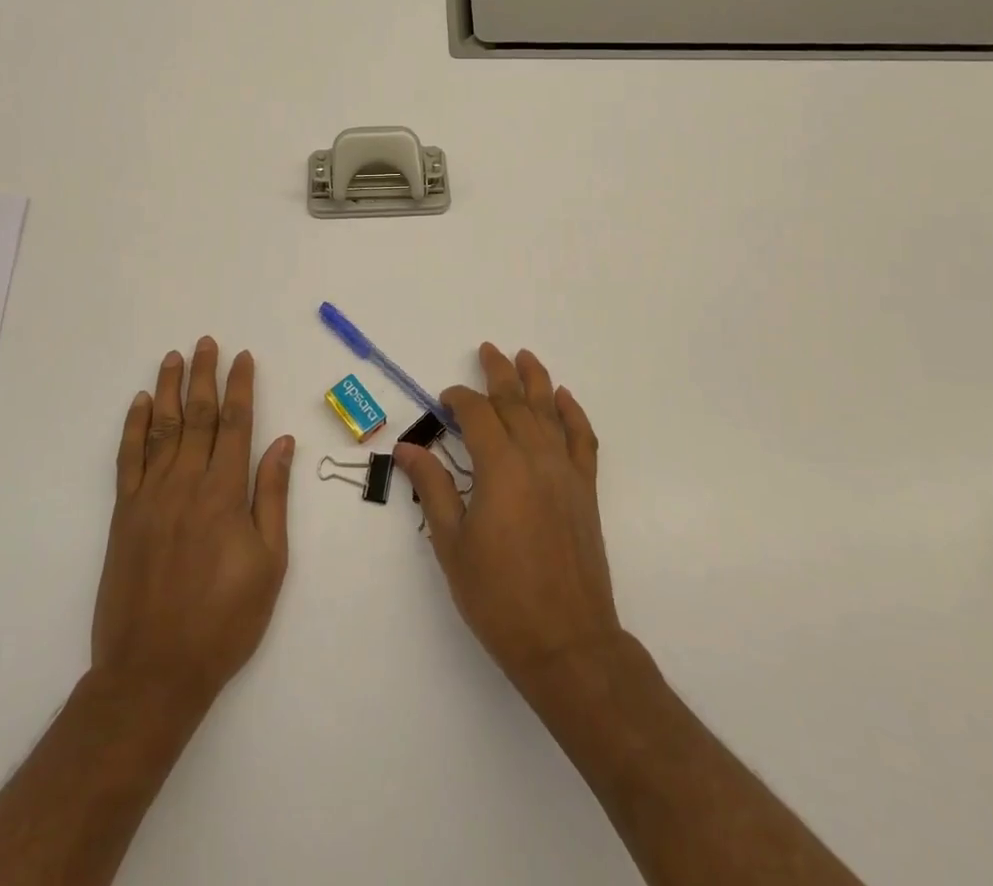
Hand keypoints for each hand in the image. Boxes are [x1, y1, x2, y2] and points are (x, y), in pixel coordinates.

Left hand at [90, 338, 294, 710]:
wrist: (153, 671)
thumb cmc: (224, 620)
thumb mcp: (269, 563)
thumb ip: (272, 497)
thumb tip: (283, 443)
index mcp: (224, 493)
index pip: (235, 424)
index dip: (240, 387)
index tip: (243, 357)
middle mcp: (186, 483)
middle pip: (196, 415)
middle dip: (203, 375)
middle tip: (206, 342)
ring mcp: (150, 496)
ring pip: (161, 428)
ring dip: (168, 388)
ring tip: (174, 357)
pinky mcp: (123, 515)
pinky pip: (128, 459)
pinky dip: (133, 427)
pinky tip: (139, 403)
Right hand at [394, 343, 620, 693]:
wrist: (567, 642)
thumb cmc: (499, 597)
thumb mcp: (452, 543)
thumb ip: (432, 488)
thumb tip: (407, 448)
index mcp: (500, 468)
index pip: (478, 414)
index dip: (460, 399)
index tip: (444, 399)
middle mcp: (536, 458)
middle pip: (516, 402)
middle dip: (498, 373)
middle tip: (487, 350)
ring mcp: (566, 472)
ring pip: (550, 412)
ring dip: (537, 380)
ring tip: (525, 356)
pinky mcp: (585, 490)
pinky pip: (582, 439)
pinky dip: (574, 414)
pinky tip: (564, 399)